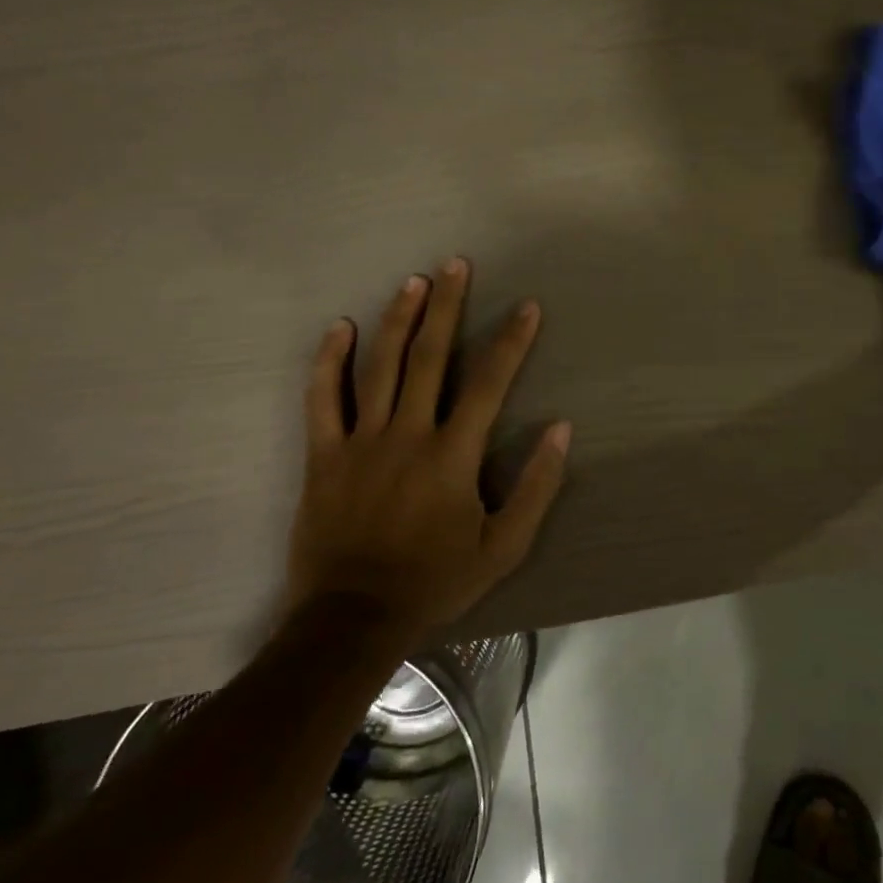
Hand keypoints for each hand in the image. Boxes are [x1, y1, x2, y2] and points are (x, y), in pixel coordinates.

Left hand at [287, 258, 570, 639]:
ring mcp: (360, 441)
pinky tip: (340, 328)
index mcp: (452, 455)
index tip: (527, 307)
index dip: (511, 341)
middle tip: (456, 263)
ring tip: (413, 281)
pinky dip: (329, 361)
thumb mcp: (504, 546)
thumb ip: (537, 486)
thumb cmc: (435, 580)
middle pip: (430, 357)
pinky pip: (321, 398)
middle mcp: (407, 434)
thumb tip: (560, 429)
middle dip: (447, 306)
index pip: (490, 383)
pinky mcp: (323, 455)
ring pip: (379, 366)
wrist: (351, 619)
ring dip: (398, 319)